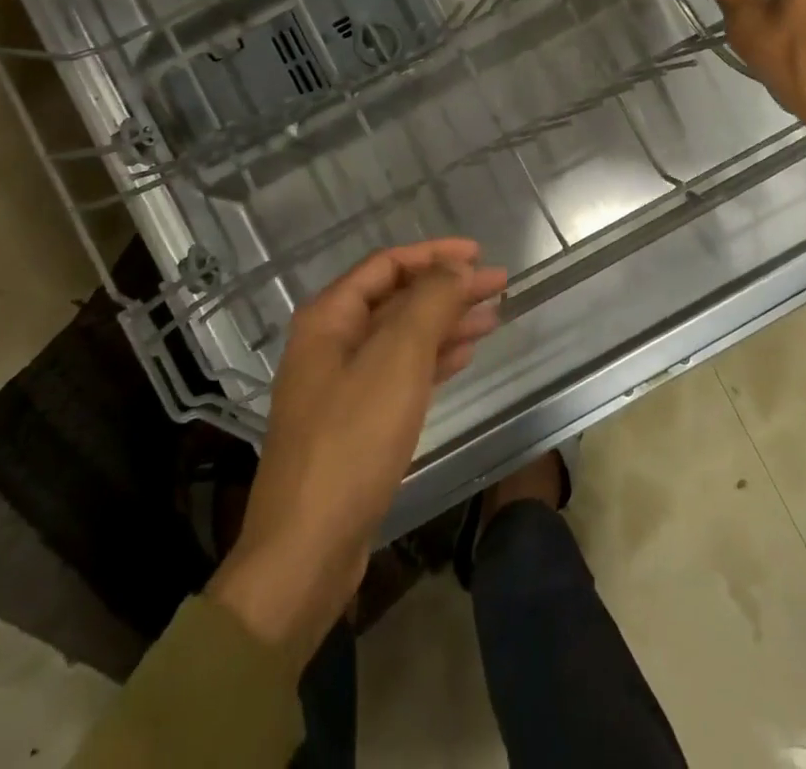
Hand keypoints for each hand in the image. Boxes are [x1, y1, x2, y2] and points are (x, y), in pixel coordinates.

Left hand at [207, 240, 507, 661]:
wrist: (306, 551)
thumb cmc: (352, 441)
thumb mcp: (397, 360)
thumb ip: (429, 303)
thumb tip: (456, 268)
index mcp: (329, 318)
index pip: (387, 264)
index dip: (434, 253)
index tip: (480, 253)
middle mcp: (330, 342)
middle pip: (397, 299)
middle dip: (447, 288)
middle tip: (499, 284)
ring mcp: (341, 384)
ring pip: (402, 336)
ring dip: (446, 322)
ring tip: (493, 315)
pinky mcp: (355, 422)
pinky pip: (400, 373)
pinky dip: (433, 359)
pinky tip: (464, 355)